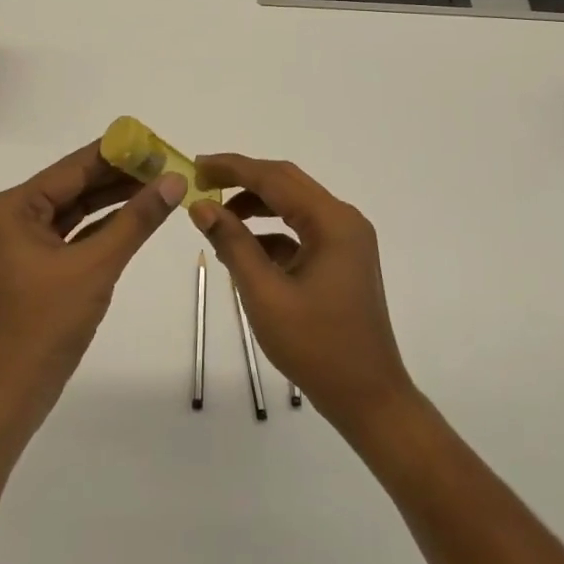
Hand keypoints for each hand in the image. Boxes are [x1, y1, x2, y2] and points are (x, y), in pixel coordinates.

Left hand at [0, 140, 185, 427]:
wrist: (9, 394)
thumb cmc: (45, 324)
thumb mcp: (96, 266)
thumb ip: (136, 220)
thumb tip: (174, 180)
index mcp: (13, 207)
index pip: (73, 167)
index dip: (118, 153)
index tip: (157, 143)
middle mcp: (13, 216)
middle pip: (75, 185)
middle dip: (120, 177)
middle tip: (168, 165)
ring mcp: (23, 243)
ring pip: (77, 211)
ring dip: (116, 201)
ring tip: (161, 186)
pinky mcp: (36, 266)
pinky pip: (75, 236)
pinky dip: (104, 228)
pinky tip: (138, 217)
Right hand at [189, 154, 416, 437]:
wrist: (368, 398)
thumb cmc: (316, 346)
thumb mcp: (265, 294)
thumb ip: (233, 244)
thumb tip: (201, 206)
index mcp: (332, 222)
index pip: (275, 178)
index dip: (233, 168)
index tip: (196, 166)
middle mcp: (343, 221)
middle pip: (286, 184)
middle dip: (242, 180)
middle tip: (201, 182)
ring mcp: (345, 240)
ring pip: (292, 206)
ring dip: (255, 206)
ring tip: (215, 216)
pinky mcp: (340, 260)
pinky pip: (300, 231)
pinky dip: (270, 233)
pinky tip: (241, 250)